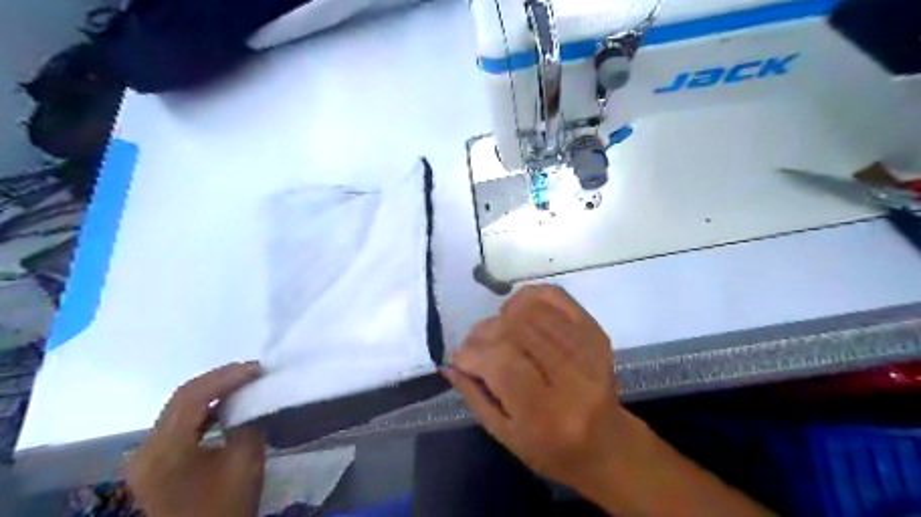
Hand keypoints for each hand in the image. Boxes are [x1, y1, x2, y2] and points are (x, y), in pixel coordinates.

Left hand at [124, 364, 265, 515]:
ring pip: (179, 407)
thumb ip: (247, 425)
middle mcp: (146, 448)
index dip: (227, 377)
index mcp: (165, 450)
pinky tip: (227, 405)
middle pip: (181, 398)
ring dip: (212, 391)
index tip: (257, 368)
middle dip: (219, 378)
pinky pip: (179, 423)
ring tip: (244, 381)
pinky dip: (204, 408)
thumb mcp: (245, 462)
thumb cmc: (225, 507)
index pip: (192, 397)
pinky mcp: (154, 462)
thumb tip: (250, 402)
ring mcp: (146, 456)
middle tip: (253, 370)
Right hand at [444, 287, 629, 493]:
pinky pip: (555, 297)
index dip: (472, 353)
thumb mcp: (505, 435)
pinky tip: (516, 312)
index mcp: (547, 413)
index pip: (502, 363)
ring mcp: (588, 349)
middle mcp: (572, 377)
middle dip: (483, 333)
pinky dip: (527, 297)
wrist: (606, 444)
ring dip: (502, 317)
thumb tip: (449, 362)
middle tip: (473, 344)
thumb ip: (474, 395)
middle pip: (515, 332)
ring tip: (495, 332)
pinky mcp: (595, 331)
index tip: (460, 357)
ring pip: (532, 311)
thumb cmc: (551, 449)